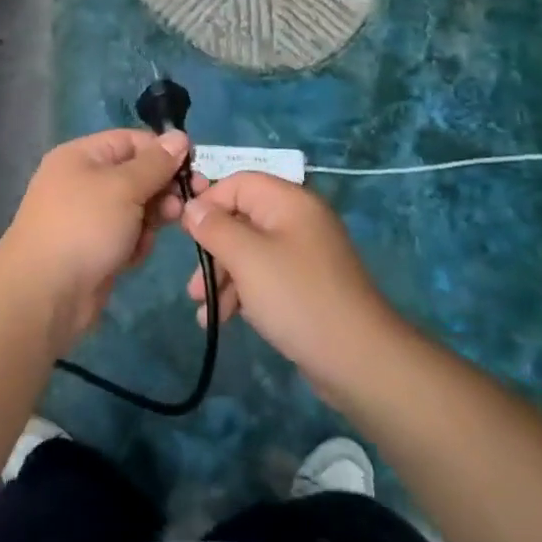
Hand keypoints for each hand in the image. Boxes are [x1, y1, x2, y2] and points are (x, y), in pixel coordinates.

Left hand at [0, 129, 191, 351]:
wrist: (45, 294)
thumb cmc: (84, 227)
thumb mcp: (124, 187)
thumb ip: (156, 163)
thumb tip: (179, 136)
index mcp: (82, 156)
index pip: (132, 141)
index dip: (163, 151)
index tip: (194, 168)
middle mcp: (83, 181)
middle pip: (136, 174)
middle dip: (162, 189)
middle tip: (184, 206)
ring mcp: (88, 217)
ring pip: (136, 207)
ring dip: (150, 219)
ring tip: (150, 234)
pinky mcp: (95, 248)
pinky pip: (127, 235)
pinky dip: (135, 243)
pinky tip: (133, 256)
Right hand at [181, 173, 404, 400]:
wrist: (357, 359)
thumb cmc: (297, 297)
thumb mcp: (247, 258)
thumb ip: (215, 228)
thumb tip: (192, 206)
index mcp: (290, 201)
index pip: (239, 182)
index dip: (208, 202)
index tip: (183, 233)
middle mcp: (298, 220)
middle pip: (242, 219)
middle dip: (213, 249)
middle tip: (193, 282)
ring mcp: (304, 255)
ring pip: (250, 252)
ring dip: (222, 276)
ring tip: (202, 307)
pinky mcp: (305, 285)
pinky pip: (264, 277)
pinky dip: (242, 292)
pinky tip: (222, 319)